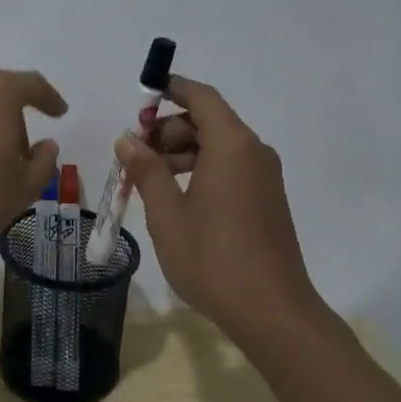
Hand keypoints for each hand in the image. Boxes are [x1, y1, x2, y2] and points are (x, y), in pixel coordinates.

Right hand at [114, 76, 333, 346]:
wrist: (272, 312)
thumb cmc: (213, 258)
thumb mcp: (167, 214)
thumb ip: (146, 170)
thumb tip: (128, 140)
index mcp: (231, 145)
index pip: (201, 97)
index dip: (171, 89)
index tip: (142, 98)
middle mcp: (253, 152)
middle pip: (208, 120)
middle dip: (168, 130)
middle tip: (135, 157)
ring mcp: (264, 177)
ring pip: (218, 146)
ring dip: (181, 153)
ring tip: (149, 182)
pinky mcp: (266, 199)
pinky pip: (230, 167)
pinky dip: (201, 170)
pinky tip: (176, 199)